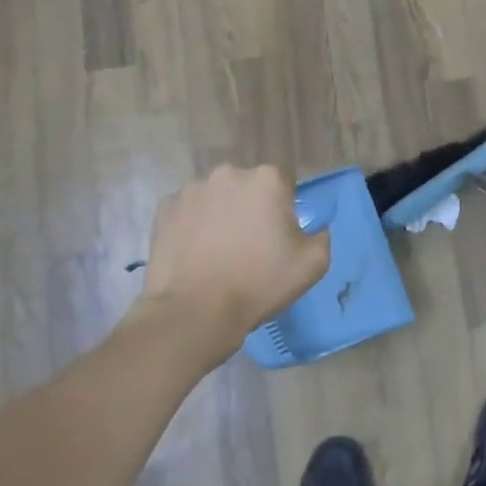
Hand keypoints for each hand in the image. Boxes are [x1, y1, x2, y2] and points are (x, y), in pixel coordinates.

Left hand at [132, 165, 330, 366]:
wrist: (195, 311)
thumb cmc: (260, 283)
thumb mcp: (314, 263)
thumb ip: (322, 235)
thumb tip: (312, 228)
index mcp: (267, 179)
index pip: (284, 184)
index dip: (284, 209)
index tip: (279, 236)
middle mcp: (229, 174)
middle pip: (248, 187)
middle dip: (251, 208)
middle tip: (250, 244)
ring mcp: (191, 189)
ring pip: (216, 198)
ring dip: (221, 215)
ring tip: (218, 252)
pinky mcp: (163, 209)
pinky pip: (188, 212)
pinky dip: (193, 225)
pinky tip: (195, 254)